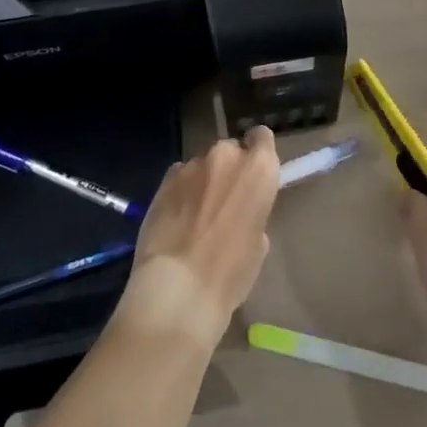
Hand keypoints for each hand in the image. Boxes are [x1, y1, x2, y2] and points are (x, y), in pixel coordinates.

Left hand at [115, 126, 279, 350]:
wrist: (178, 288)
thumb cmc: (230, 273)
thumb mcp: (258, 243)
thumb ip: (253, 211)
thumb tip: (239, 211)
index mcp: (259, 169)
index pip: (262, 137)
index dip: (258, 153)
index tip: (253, 175)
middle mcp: (226, 156)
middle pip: (230, 150)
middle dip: (228, 170)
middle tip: (224, 201)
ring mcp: (192, 165)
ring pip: (202, 165)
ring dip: (203, 181)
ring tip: (195, 214)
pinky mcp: (164, 180)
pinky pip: (179, 177)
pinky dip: (180, 191)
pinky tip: (175, 218)